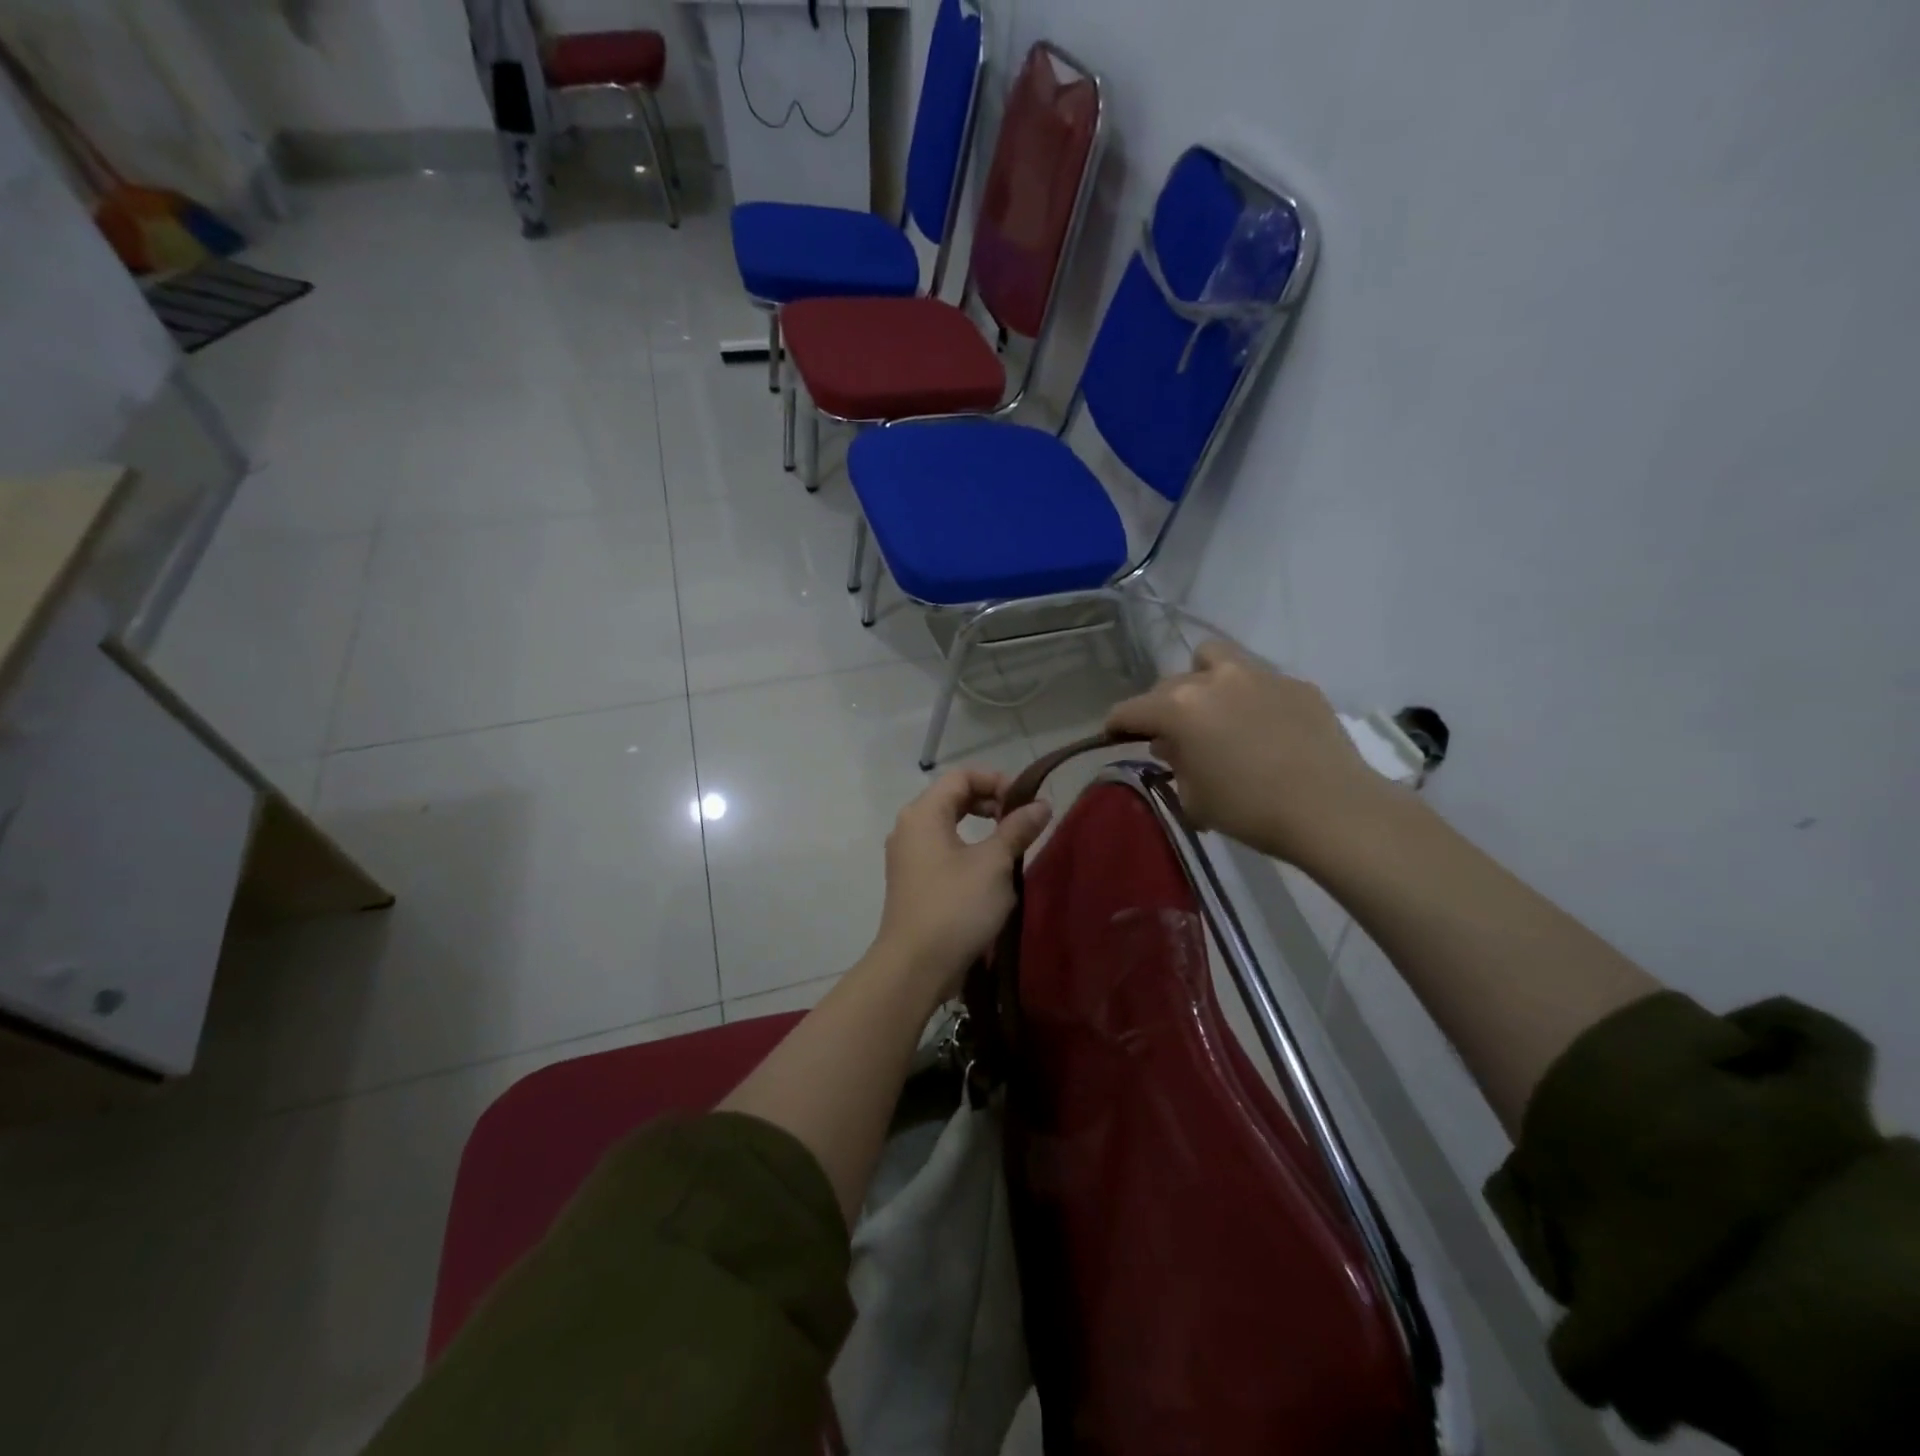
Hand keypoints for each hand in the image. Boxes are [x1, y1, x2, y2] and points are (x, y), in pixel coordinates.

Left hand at [873, 768, 1053, 1000]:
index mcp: (924, 813)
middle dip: (990, 803)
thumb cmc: (956, 906)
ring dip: (982, 829)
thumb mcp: (994, 864)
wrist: (915, 966)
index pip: (961, 776)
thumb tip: (1041, 804)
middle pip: (953, 797)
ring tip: (1011, 846)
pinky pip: (942, 850)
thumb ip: (1017, 829)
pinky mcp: (912, 880)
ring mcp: (907, 855)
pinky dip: (968, 850)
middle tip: (1021, 821)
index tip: (1025, 802)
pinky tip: (991, 873)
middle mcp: (909, 827)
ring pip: (949, 825)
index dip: (996, 780)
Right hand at [1106, 640, 1398, 864]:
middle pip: (1169, 683)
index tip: (1114, 735)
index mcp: (1179, 708)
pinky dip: (1248, 697)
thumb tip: (1173, 745)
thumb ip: (1176, 763)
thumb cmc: (1250, 810)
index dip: (1116, 724)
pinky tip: (1264, 728)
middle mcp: (1213, 680)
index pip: (1130, 709)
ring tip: (1214, 710)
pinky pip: (1258, 680)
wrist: (1331, 809)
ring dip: (1203, 680)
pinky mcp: (1295, 683)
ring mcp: (1258, 675)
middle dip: (1162, 707)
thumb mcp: (1194, 797)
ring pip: (1213, 659)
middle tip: (1174, 736)